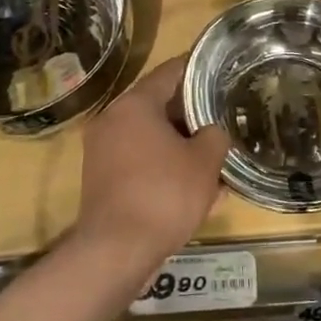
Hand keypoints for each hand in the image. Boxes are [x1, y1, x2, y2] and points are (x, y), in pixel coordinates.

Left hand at [74, 58, 228, 267]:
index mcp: (134, 104)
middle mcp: (112, 119)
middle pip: (158, 105)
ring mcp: (102, 150)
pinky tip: (190, 189)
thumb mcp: (205, 162)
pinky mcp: (101, 179)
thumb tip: (211, 132)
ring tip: (211, 159)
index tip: (220, 72)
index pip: (170, 71)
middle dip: (190, 115)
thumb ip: (214, 136)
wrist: (117, 250)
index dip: (198, 70)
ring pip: (149, 137)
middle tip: (220, 119)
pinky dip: (162, 167)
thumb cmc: (164, 194)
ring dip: (178, 145)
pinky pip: (139, 162)